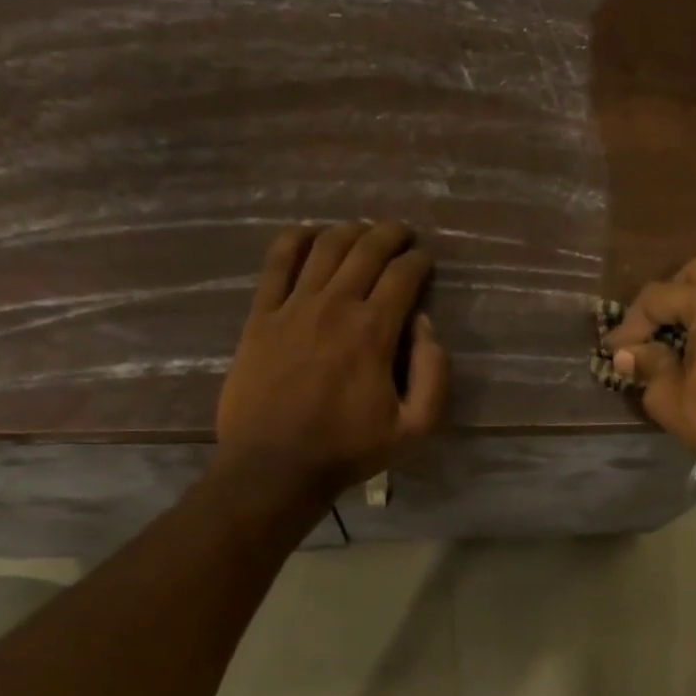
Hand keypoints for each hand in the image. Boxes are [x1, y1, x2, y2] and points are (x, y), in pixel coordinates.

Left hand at [215, 221, 448, 502]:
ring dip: (349, 230)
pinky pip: (277, 263)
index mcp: (374, 330)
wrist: (274, 466)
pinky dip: (295, 240)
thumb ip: (435, 374)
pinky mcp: (261, 316)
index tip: (426, 260)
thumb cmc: (348, 449)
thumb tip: (425, 325)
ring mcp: (293, 307)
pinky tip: (309, 234)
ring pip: (325, 248)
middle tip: (402, 233)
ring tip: (363, 229)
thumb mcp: (415, 428)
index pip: (403, 275)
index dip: (420, 260)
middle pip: (366, 249)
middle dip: (390, 234)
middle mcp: (335, 305)